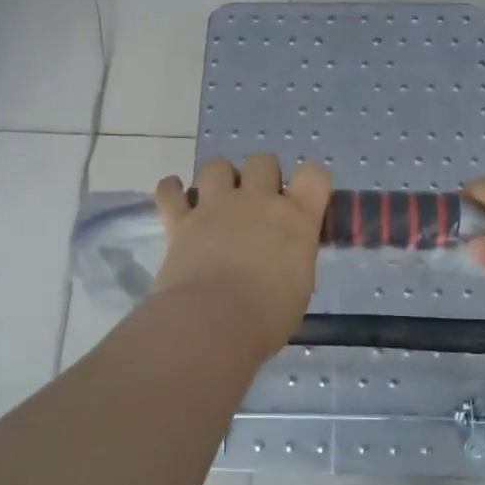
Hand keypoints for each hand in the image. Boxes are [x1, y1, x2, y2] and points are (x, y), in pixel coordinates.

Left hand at [152, 154, 330, 354]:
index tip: (304, 197)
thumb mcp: (299, 286)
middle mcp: (258, 201)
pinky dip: (171, 190)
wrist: (212, 323)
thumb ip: (293, 257)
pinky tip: (175, 196)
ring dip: (219, 178)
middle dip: (262, 175)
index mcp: (296, 218)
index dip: (311, 181)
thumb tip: (283, 256)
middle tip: (258, 203)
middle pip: (263, 160)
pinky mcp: (181, 220)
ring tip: (218, 199)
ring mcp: (216, 206)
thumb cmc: (267, 317)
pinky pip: (169, 191)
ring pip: (217, 165)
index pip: (314, 175)